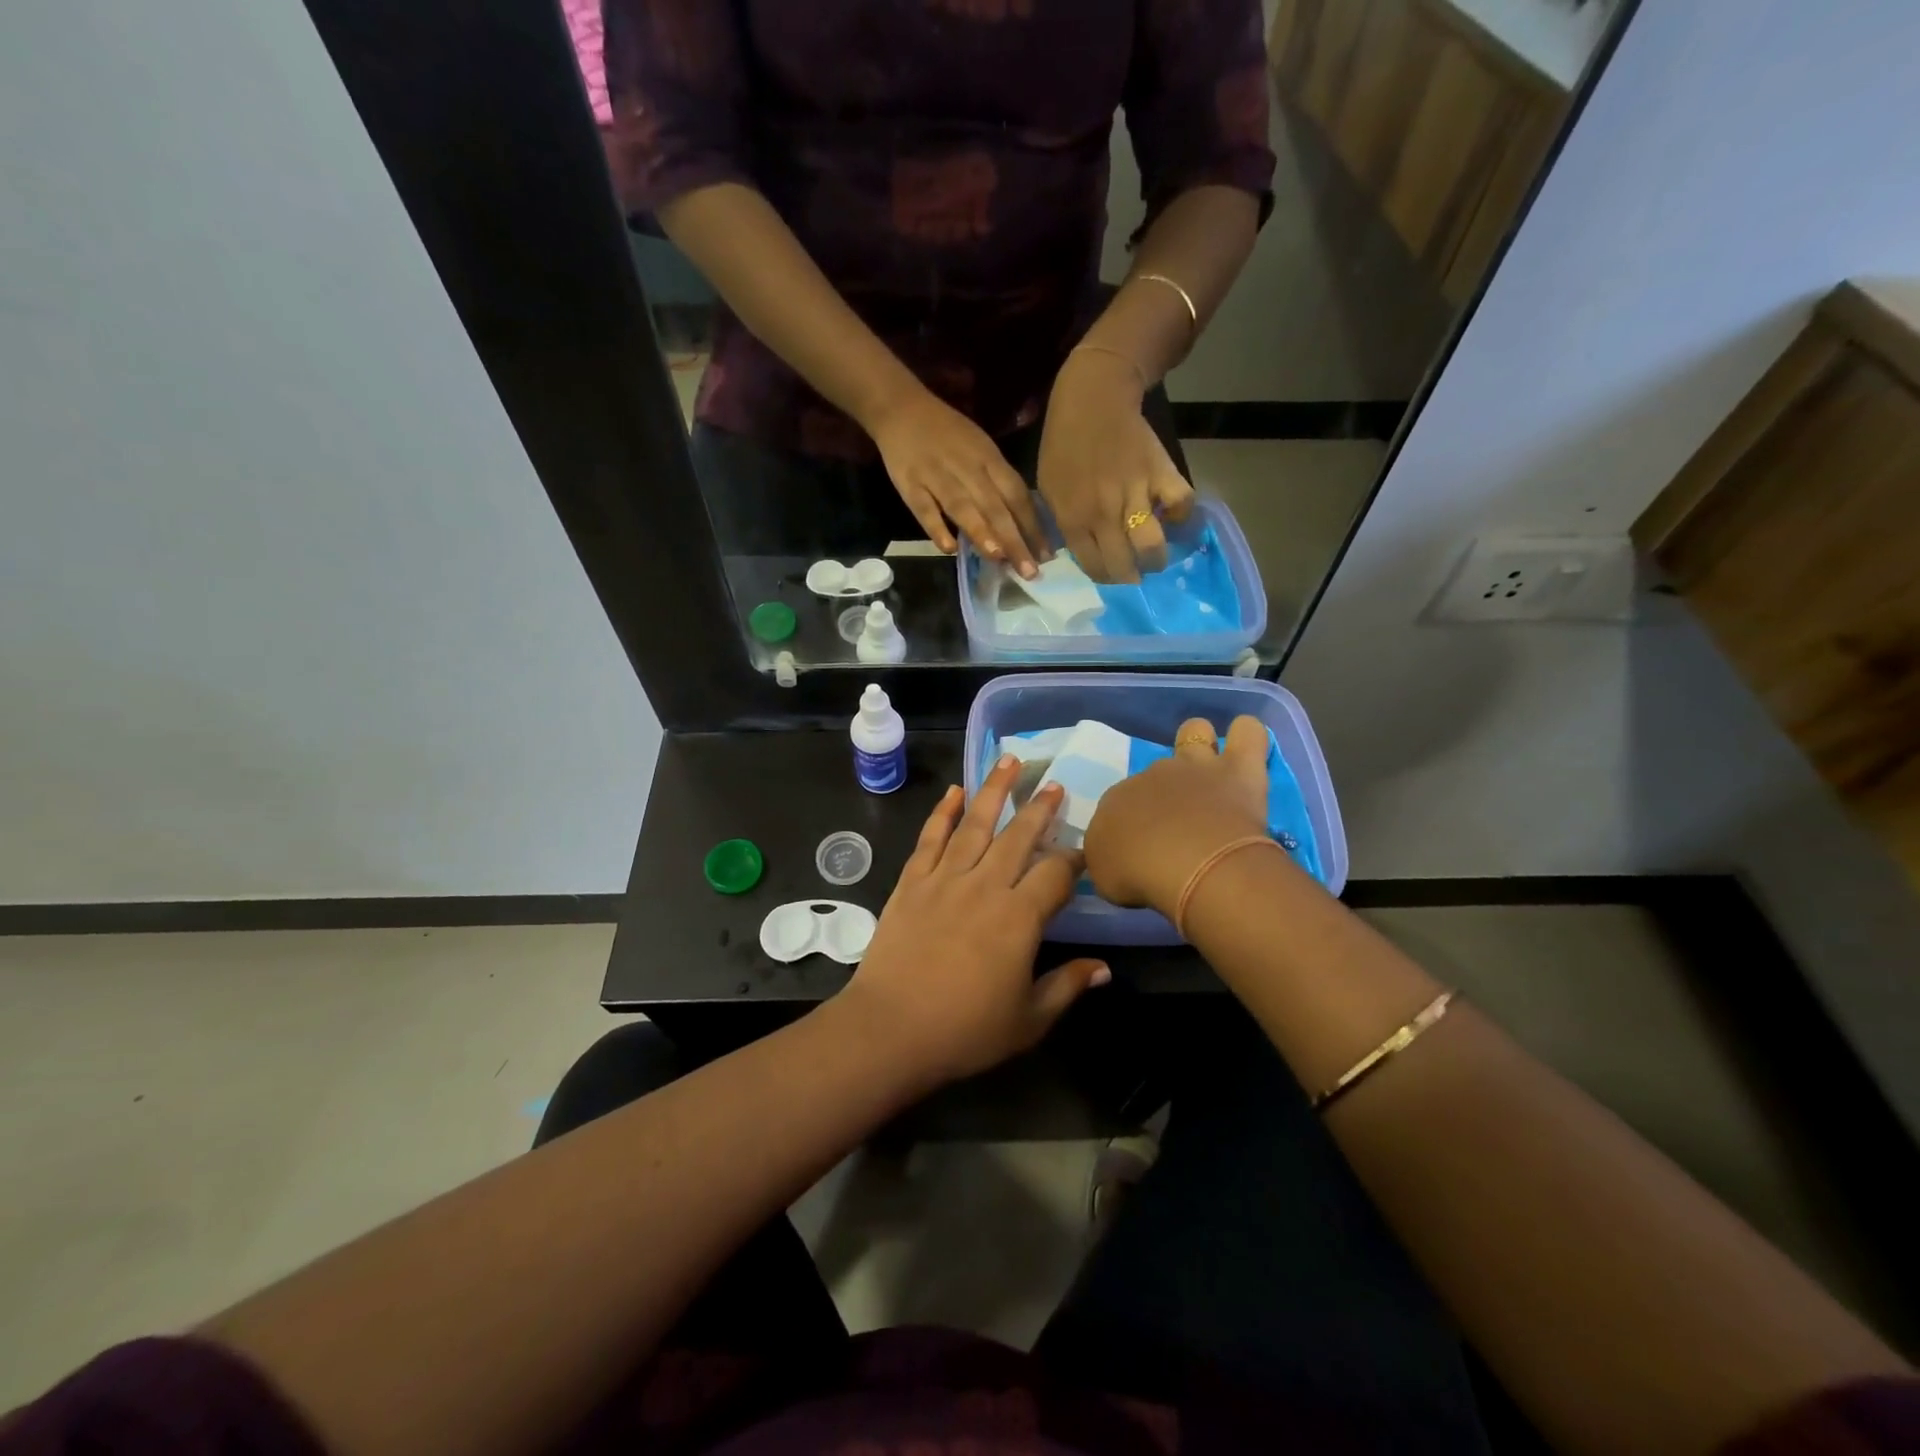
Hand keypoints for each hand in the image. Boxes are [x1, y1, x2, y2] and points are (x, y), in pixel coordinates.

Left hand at [838, 757, 1109, 1086]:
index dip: (1073, 860)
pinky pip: (931, 838)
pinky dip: (943, 812)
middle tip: (1053, 783)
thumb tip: (1105, 968)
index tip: (1083, 851)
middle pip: (1018, 836)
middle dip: (1039, 808)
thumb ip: (1067, 987)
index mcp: (1019, 917)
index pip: (1055, 874)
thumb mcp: (1029, 1020)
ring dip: (993, 790)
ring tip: (1008, 760)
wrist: (890, 1030)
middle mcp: (985, 886)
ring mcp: (945, 879)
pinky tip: (954, 792)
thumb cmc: (965, 1031)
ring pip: (975, 824)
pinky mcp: (912, 882)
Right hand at [868, 388, 1045, 576]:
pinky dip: (936, 527)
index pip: (1016, 495)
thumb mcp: (981, 449)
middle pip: (994, 507)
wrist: (902, 407)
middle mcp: (967, 468)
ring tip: (998, 558)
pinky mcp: (910, 484)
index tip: (1046, 556)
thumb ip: (998, 484)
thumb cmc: (948, 433)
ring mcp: (937, 476)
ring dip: (981, 532)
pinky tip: (949, 548)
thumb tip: (1022, 524)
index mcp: (988, 459)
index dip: (1032, 525)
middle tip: (1029, 572)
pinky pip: (924, 508)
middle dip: (1014, 540)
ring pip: (962, 507)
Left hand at [1036, 349, 1195, 583]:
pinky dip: (1182, 518)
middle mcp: (1104, 514)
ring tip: (1156, 558)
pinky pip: (1180, 506)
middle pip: (1124, 566)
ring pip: (1151, 546)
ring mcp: (1135, 494)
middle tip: (1135, 573)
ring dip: (1156, 559)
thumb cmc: (1063, 445)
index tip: (1110, 574)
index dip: (1105, 577)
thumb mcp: (1047, 489)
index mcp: (1074, 519)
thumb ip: (1060, 523)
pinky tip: (1174, 521)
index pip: (1094, 567)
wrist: (1092, 400)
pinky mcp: (1161, 473)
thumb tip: (1072, 553)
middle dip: (1130, 577)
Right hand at [1083, 716, 1269, 915]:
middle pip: (1156, 772)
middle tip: (1178, 826)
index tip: (1142, 850)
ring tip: (1209, 772)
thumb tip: (1118, 853)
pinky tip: (1246, 746)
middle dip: (1164, 790)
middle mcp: (1152, 775)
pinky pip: (1248, 734)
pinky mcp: (1239, 770)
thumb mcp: (1103, 875)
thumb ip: (1109, 857)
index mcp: (1116, 800)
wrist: (1187, 865)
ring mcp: (1196, 767)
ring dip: (1200, 745)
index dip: (1131, 823)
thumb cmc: (1138, 875)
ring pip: (1196, 733)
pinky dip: (1247, 735)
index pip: (1120, 804)